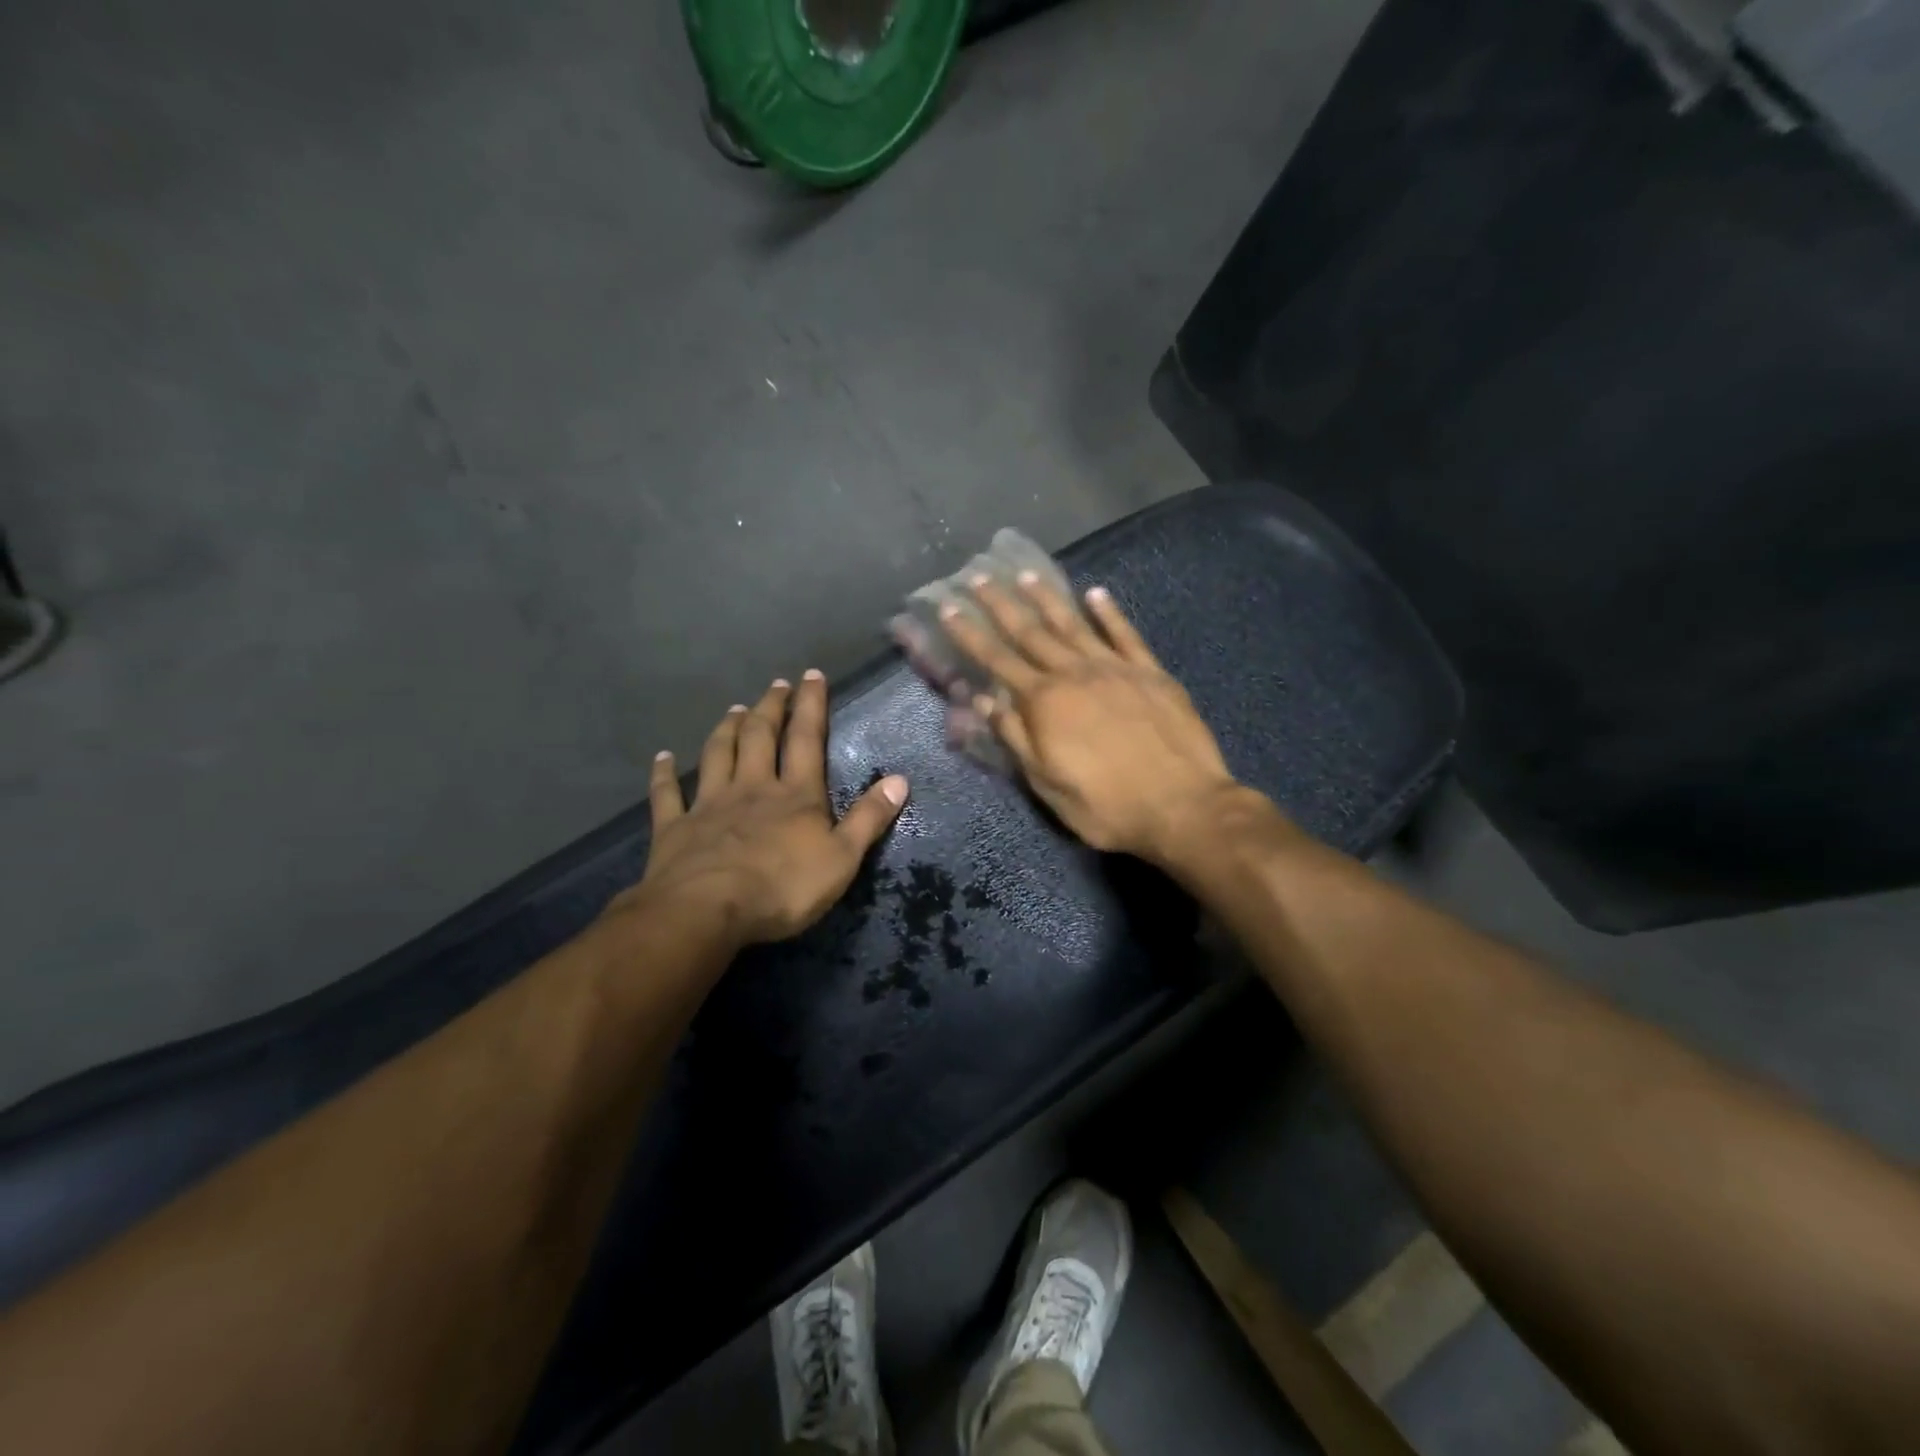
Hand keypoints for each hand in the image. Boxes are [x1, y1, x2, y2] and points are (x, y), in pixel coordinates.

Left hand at [618, 671, 908, 948]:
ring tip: (734, 709)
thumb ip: (869, 818)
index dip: (811, 705)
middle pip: (759, 737)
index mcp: (795, 795)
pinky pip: (667, 795)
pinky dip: (663, 775)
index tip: (811, 675)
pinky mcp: (674, 828)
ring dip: (726, 729)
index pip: (806, 739)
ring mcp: (709, 805)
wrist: (707, 911)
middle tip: (775, 685)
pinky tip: (662, 759)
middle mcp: (751, 788)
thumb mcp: (842, 858)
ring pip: (717, 755)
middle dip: (769, 708)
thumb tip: (901, 779)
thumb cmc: (782, 888)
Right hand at [938, 573, 1262, 866]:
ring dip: (1048, 598)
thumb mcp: (1047, 783)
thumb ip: (1014, 737)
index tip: (949, 607)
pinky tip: (1096, 593)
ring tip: (1027, 574)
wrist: (1181, 806)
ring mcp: (1116, 669)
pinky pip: (1125, 634)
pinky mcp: (1151, 673)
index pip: (998, 660)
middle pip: (1031, 632)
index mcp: (1045, 703)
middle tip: (980, 576)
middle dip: (1001, 604)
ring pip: (1074, 624)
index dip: (971, 634)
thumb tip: (984, 698)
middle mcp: (1075, 674)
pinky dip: (1110, 612)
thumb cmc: (1105, 805)